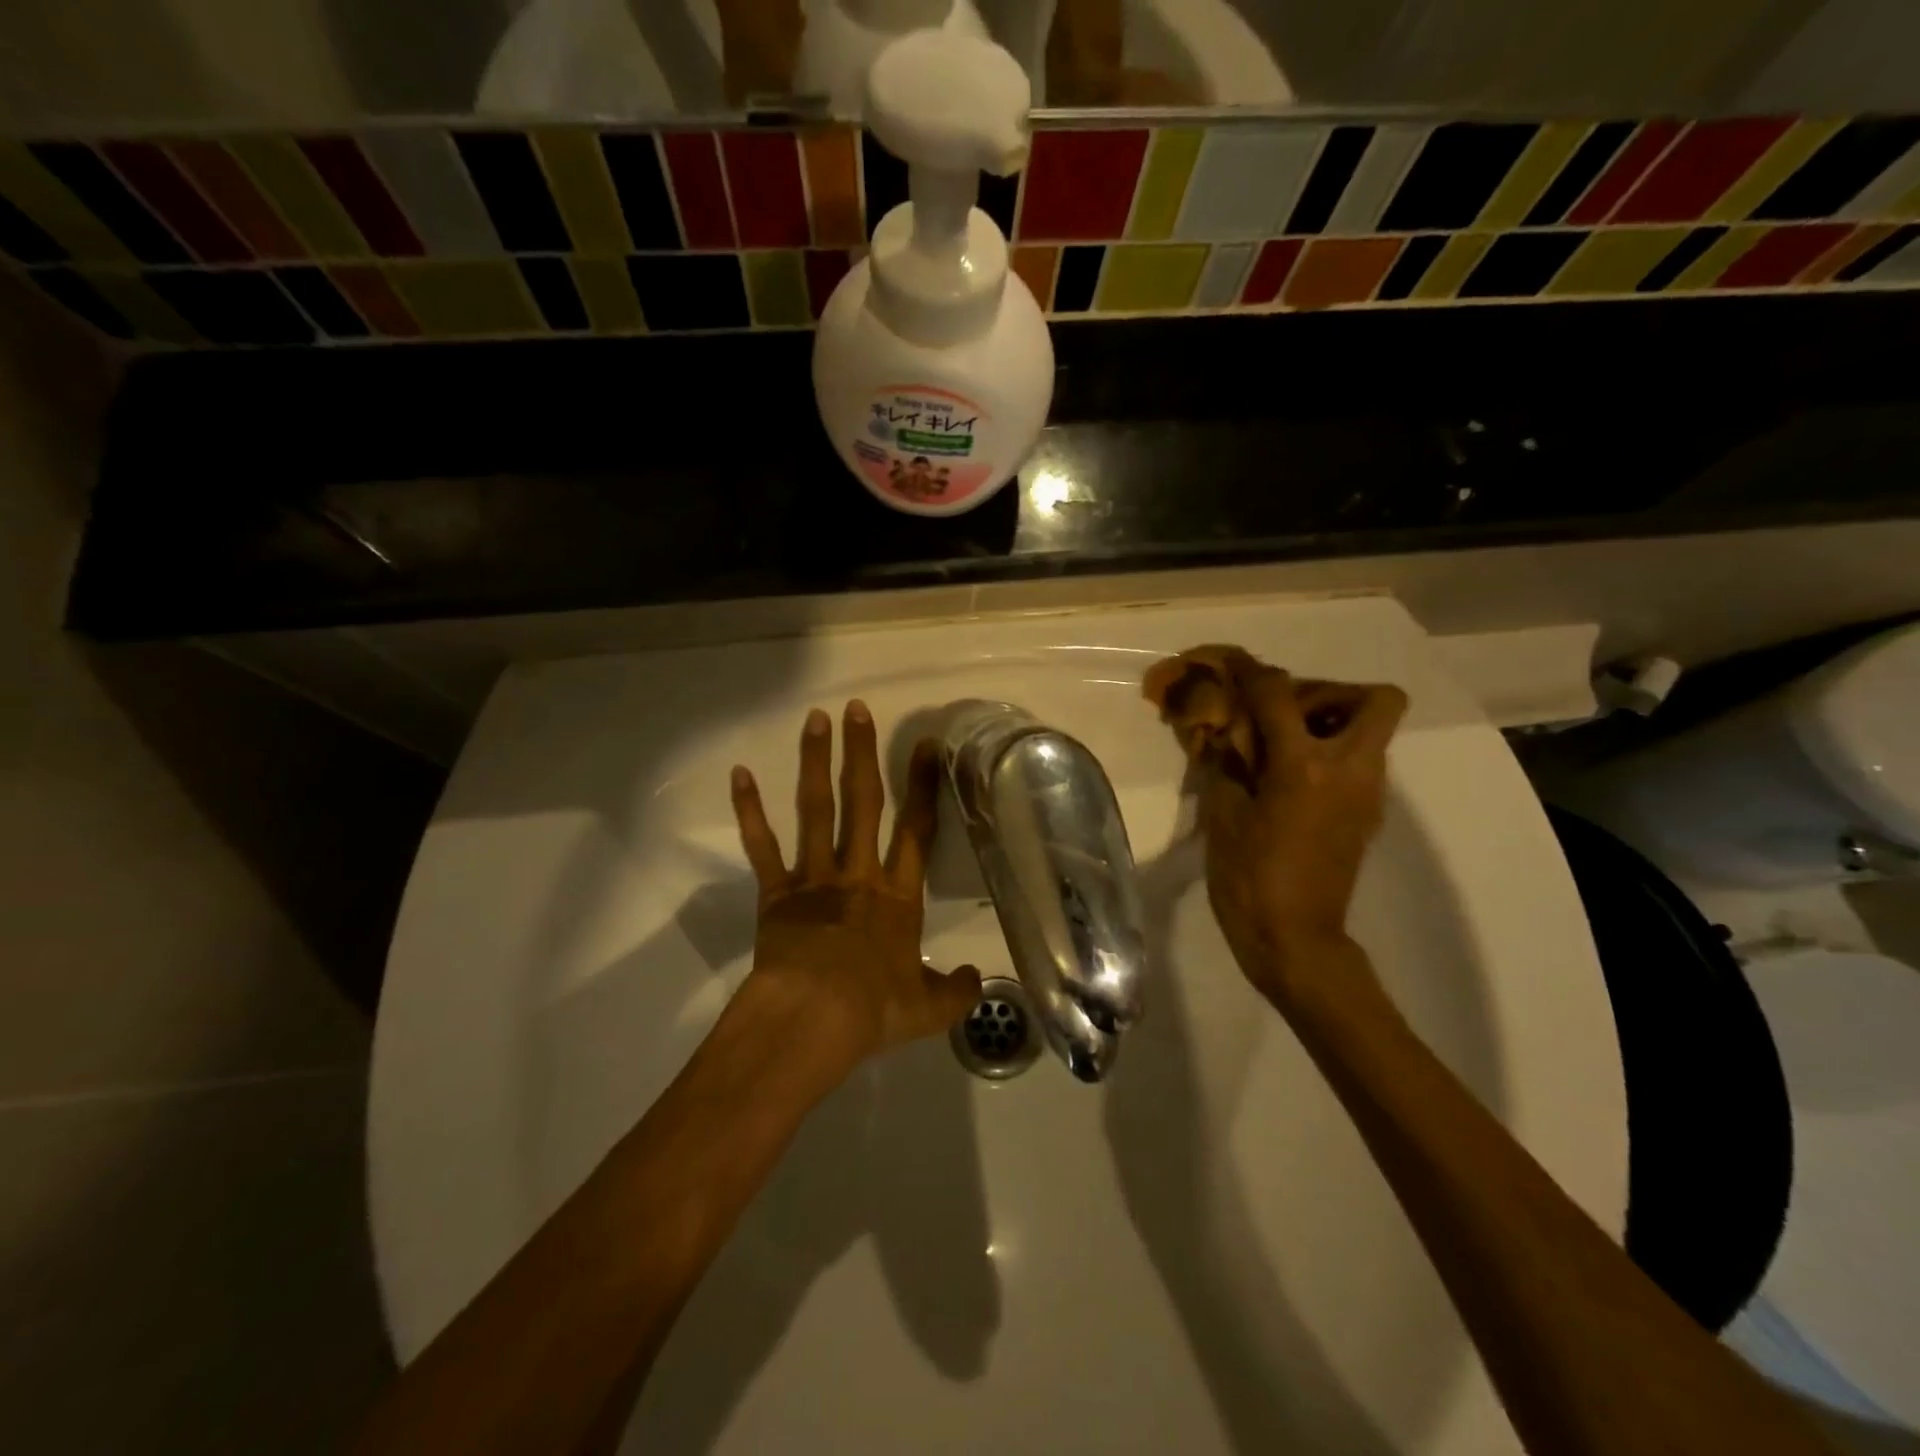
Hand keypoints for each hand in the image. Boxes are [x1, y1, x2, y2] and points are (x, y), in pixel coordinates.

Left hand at [730, 701, 981, 1075]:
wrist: (814, 1019)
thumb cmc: (873, 1010)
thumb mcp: (928, 1009)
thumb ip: (956, 992)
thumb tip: (978, 981)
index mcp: (898, 896)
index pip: (916, 830)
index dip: (923, 786)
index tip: (924, 745)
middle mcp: (858, 873)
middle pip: (864, 802)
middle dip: (862, 754)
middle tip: (857, 709)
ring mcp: (815, 878)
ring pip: (817, 809)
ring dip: (816, 763)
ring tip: (815, 720)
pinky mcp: (776, 892)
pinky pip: (762, 846)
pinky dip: (750, 811)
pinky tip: (740, 774)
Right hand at [1191, 654, 1406, 1008]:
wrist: (1295, 941)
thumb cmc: (1249, 879)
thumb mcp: (1222, 815)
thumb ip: (1224, 762)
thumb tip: (1220, 729)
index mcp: (1304, 765)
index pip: (1279, 694)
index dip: (1249, 670)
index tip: (1229, 662)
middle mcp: (1350, 769)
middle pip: (1374, 698)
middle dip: (1328, 691)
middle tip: (1280, 712)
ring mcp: (1368, 793)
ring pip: (1372, 730)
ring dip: (1329, 722)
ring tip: (1279, 744)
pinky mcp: (1368, 815)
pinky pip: (1359, 762)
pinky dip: (1329, 754)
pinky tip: (1288, 780)